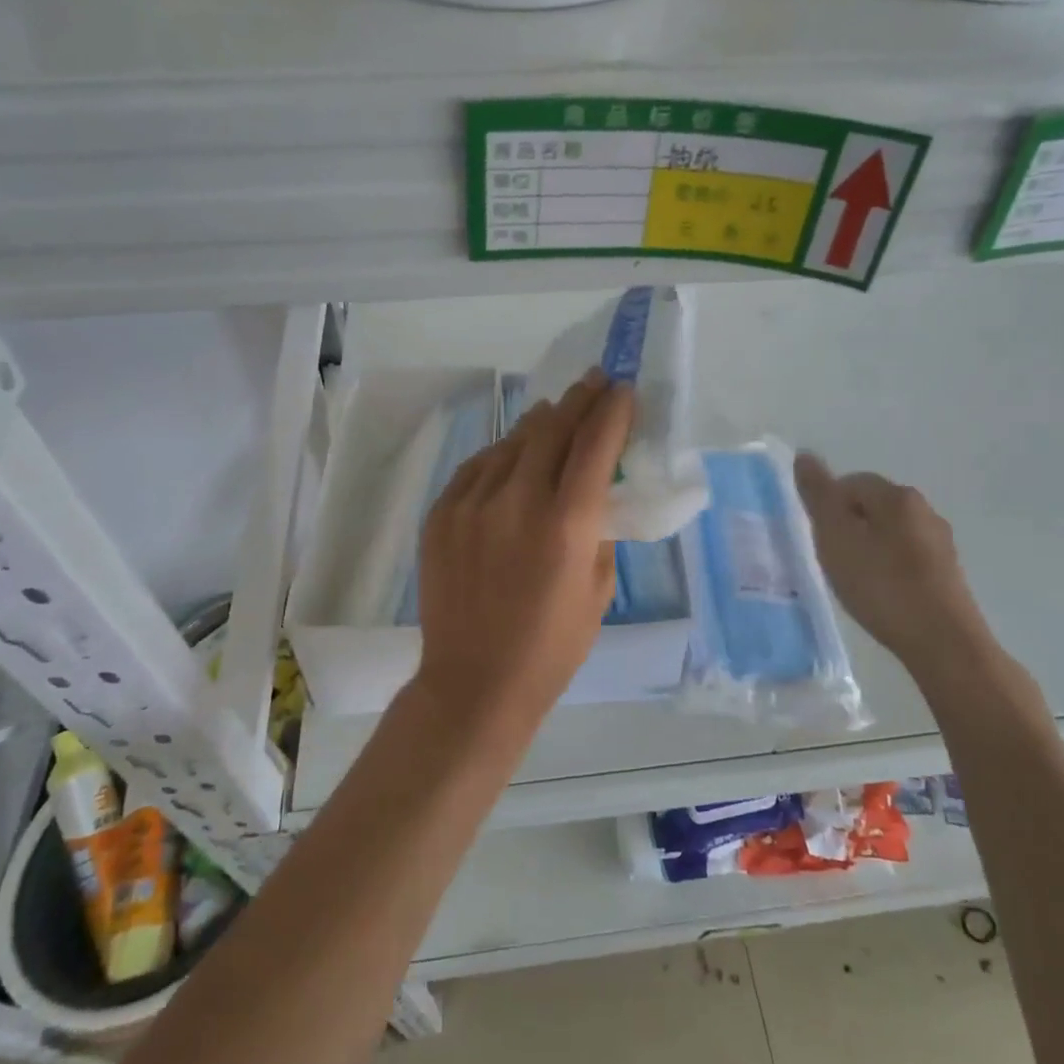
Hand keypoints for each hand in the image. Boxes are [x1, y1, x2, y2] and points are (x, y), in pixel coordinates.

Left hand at [415, 370, 635, 735]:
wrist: (474, 682)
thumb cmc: (551, 647)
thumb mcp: (598, 590)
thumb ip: (598, 530)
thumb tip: (592, 492)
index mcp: (567, 524)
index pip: (595, 445)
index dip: (613, 411)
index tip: (623, 390)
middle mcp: (518, 501)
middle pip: (552, 429)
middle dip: (578, 400)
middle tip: (594, 381)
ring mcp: (472, 505)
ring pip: (511, 442)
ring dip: (539, 423)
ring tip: (553, 411)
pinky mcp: (441, 515)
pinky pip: (477, 467)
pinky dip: (501, 454)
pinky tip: (511, 453)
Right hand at [793, 453, 996, 683]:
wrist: (942, 642)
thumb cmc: (881, 584)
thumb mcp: (835, 537)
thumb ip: (818, 495)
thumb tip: (805, 455)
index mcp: (897, 495)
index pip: (850, 483)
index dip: (827, 508)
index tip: (820, 540)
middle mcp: (924, 510)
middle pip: (871, 506)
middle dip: (848, 527)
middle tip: (833, 560)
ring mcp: (940, 542)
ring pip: (890, 533)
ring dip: (868, 548)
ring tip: (855, 580)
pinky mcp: (948, 573)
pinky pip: (906, 558)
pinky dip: (888, 569)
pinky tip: (881, 594)